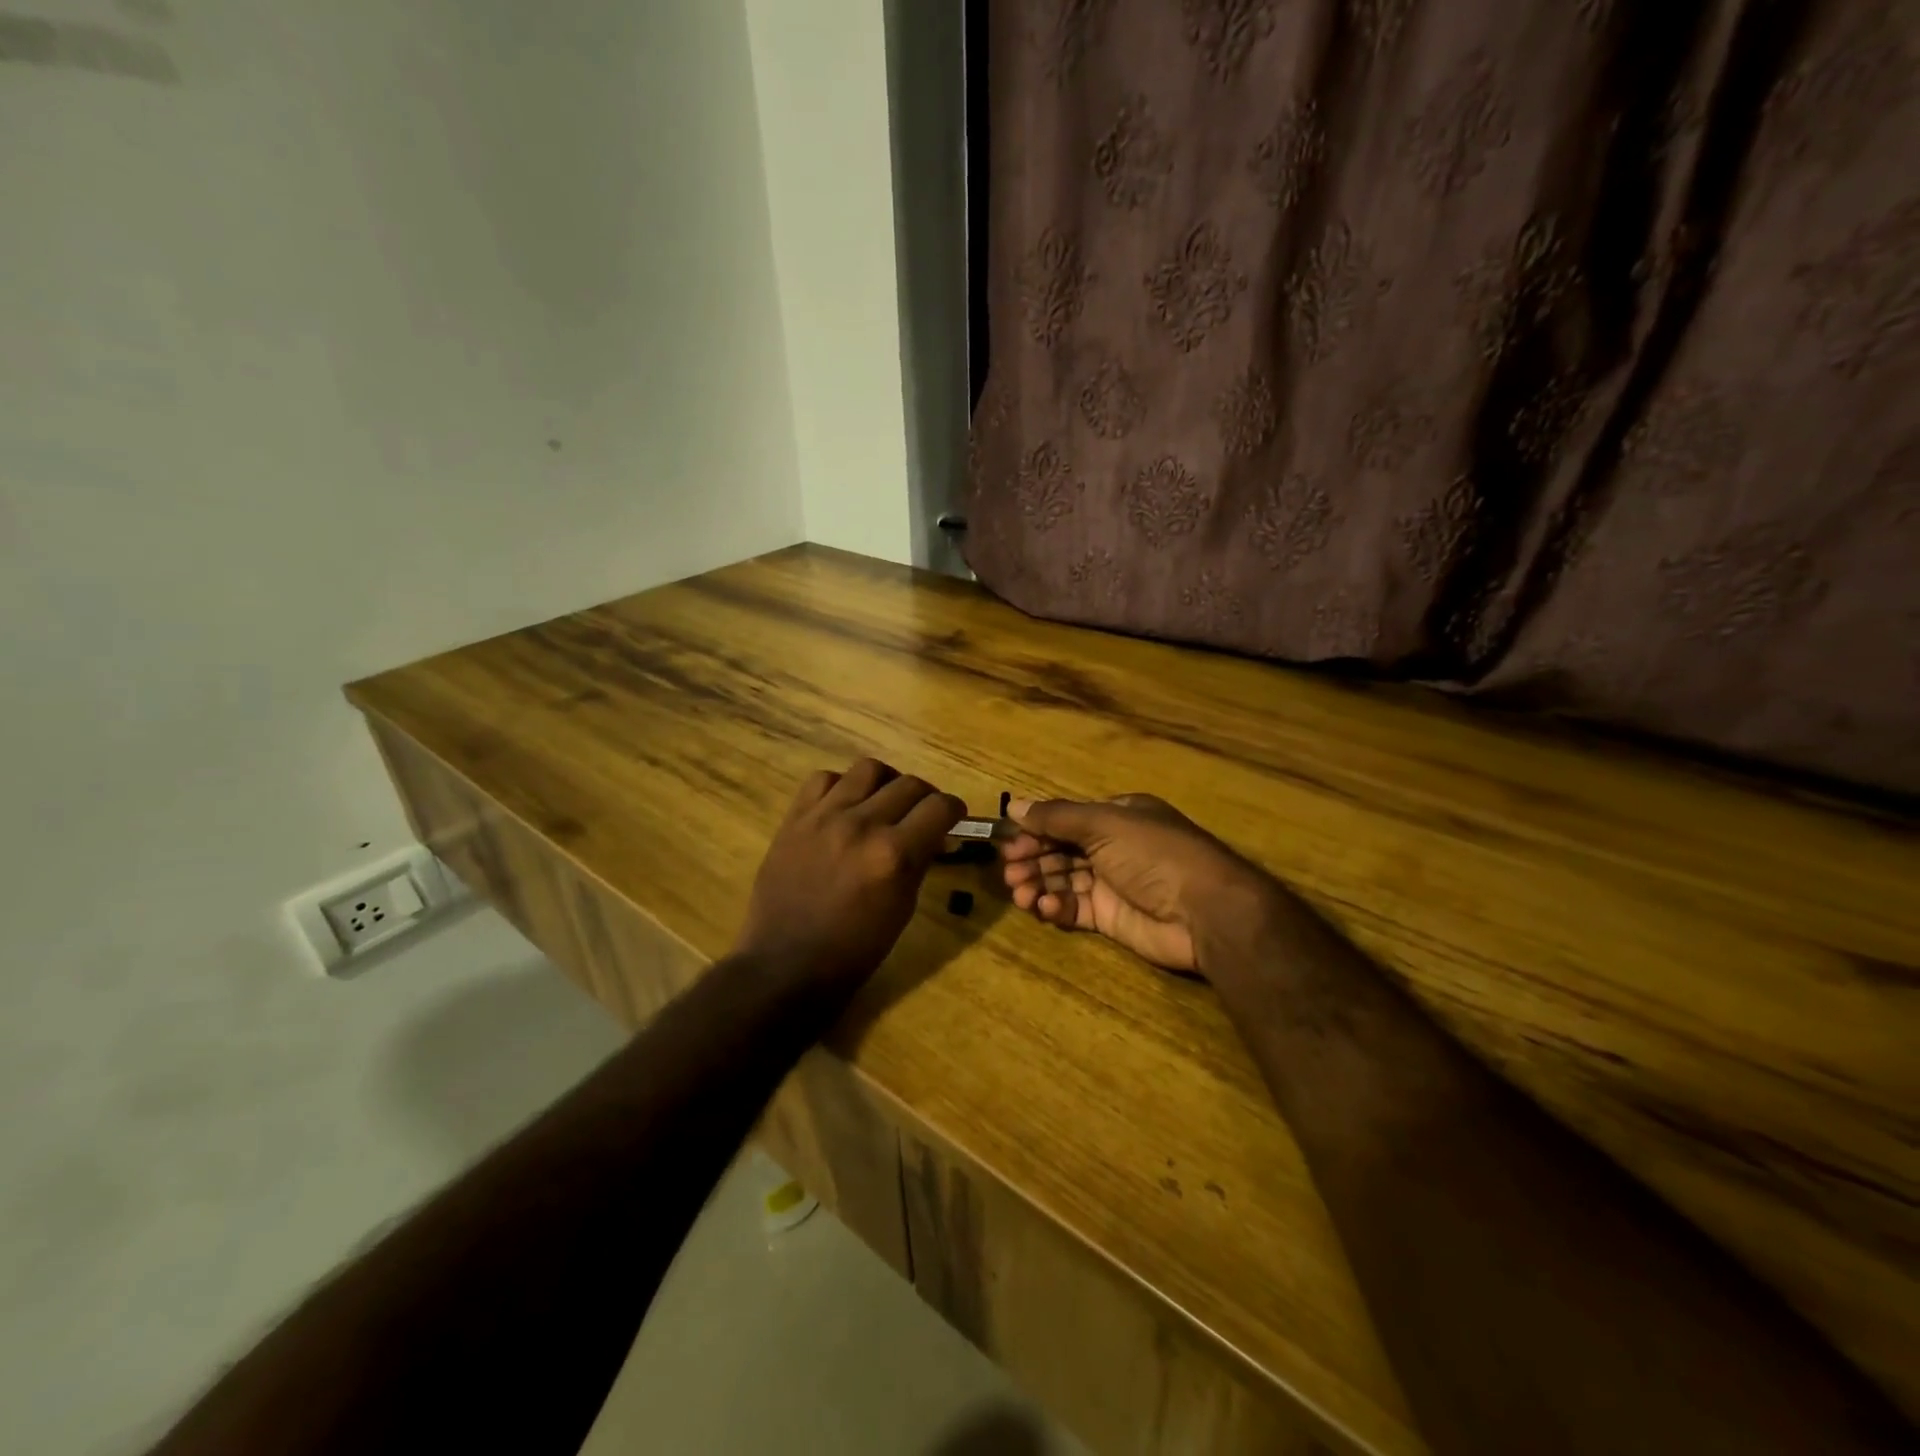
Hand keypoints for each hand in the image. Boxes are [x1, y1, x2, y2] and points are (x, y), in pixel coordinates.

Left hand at [734, 758, 964, 991]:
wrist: (786, 965)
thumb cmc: (854, 950)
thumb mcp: (902, 909)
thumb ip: (920, 862)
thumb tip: (935, 834)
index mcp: (894, 855)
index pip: (940, 807)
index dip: (953, 810)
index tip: (952, 817)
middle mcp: (862, 825)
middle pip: (909, 784)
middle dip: (925, 797)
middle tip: (922, 814)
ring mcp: (824, 817)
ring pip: (869, 769)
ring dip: (886, 782)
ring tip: (883, 801)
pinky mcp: (795, 818)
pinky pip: (824, 778)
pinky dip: (842, 786)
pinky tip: (844, 806)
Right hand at [999, 794, 1291, 976]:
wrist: (1204, 911)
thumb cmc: (1153, 854)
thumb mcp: (1104, 824)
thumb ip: (1056, 817)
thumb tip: (1013, 806)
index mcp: (1117, 817)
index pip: (1065, 821)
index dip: (1035, 831)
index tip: (1007, 844)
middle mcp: (1113, 847)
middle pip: (1061, 851)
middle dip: (1033, 859)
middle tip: (1010, 873)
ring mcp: (1113, 884)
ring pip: (1064, 880)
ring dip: (1039, 884)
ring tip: (1021, 894)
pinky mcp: (1111, 918)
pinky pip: (1075, 908)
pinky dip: (1056, 907)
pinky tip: (1045, 908)